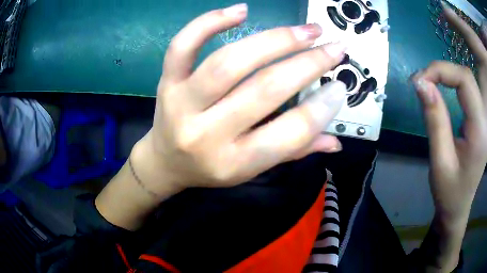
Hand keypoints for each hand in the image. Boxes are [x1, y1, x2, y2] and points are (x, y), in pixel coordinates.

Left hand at [134, 3, 347, 193]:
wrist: (166, 162)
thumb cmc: (211, 168)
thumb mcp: (251, 170)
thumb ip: (293, 152)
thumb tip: (335, 141)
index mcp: (234, 162)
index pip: (289, 134)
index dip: (322, 108)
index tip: (340, 86)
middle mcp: (206, 135)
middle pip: (264, 89)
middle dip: (309, 63)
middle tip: (334, 47)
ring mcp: (181, 104)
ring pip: (229, 62)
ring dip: (276, 39)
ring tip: (308, 30)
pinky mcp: (167, 84)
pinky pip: (182, 46)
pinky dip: (209, 22)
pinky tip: (241, 10)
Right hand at [411, 3, 486, 270]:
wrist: (457, 210)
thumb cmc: (449, 194)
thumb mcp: (439, 160)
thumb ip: (433, 118)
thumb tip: (421, 84)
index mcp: (479, 131)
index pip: (463, 81)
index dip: (440, 72)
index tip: (419, 80)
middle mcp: (483, 118)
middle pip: (468, 74)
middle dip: (444, 67)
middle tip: (423, 77)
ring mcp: (482, 118)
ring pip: (469, 79)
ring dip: (448, 72)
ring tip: (429, 81)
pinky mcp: (478, 120)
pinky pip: (467, 89)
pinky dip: (453, 82)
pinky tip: (441, 88)